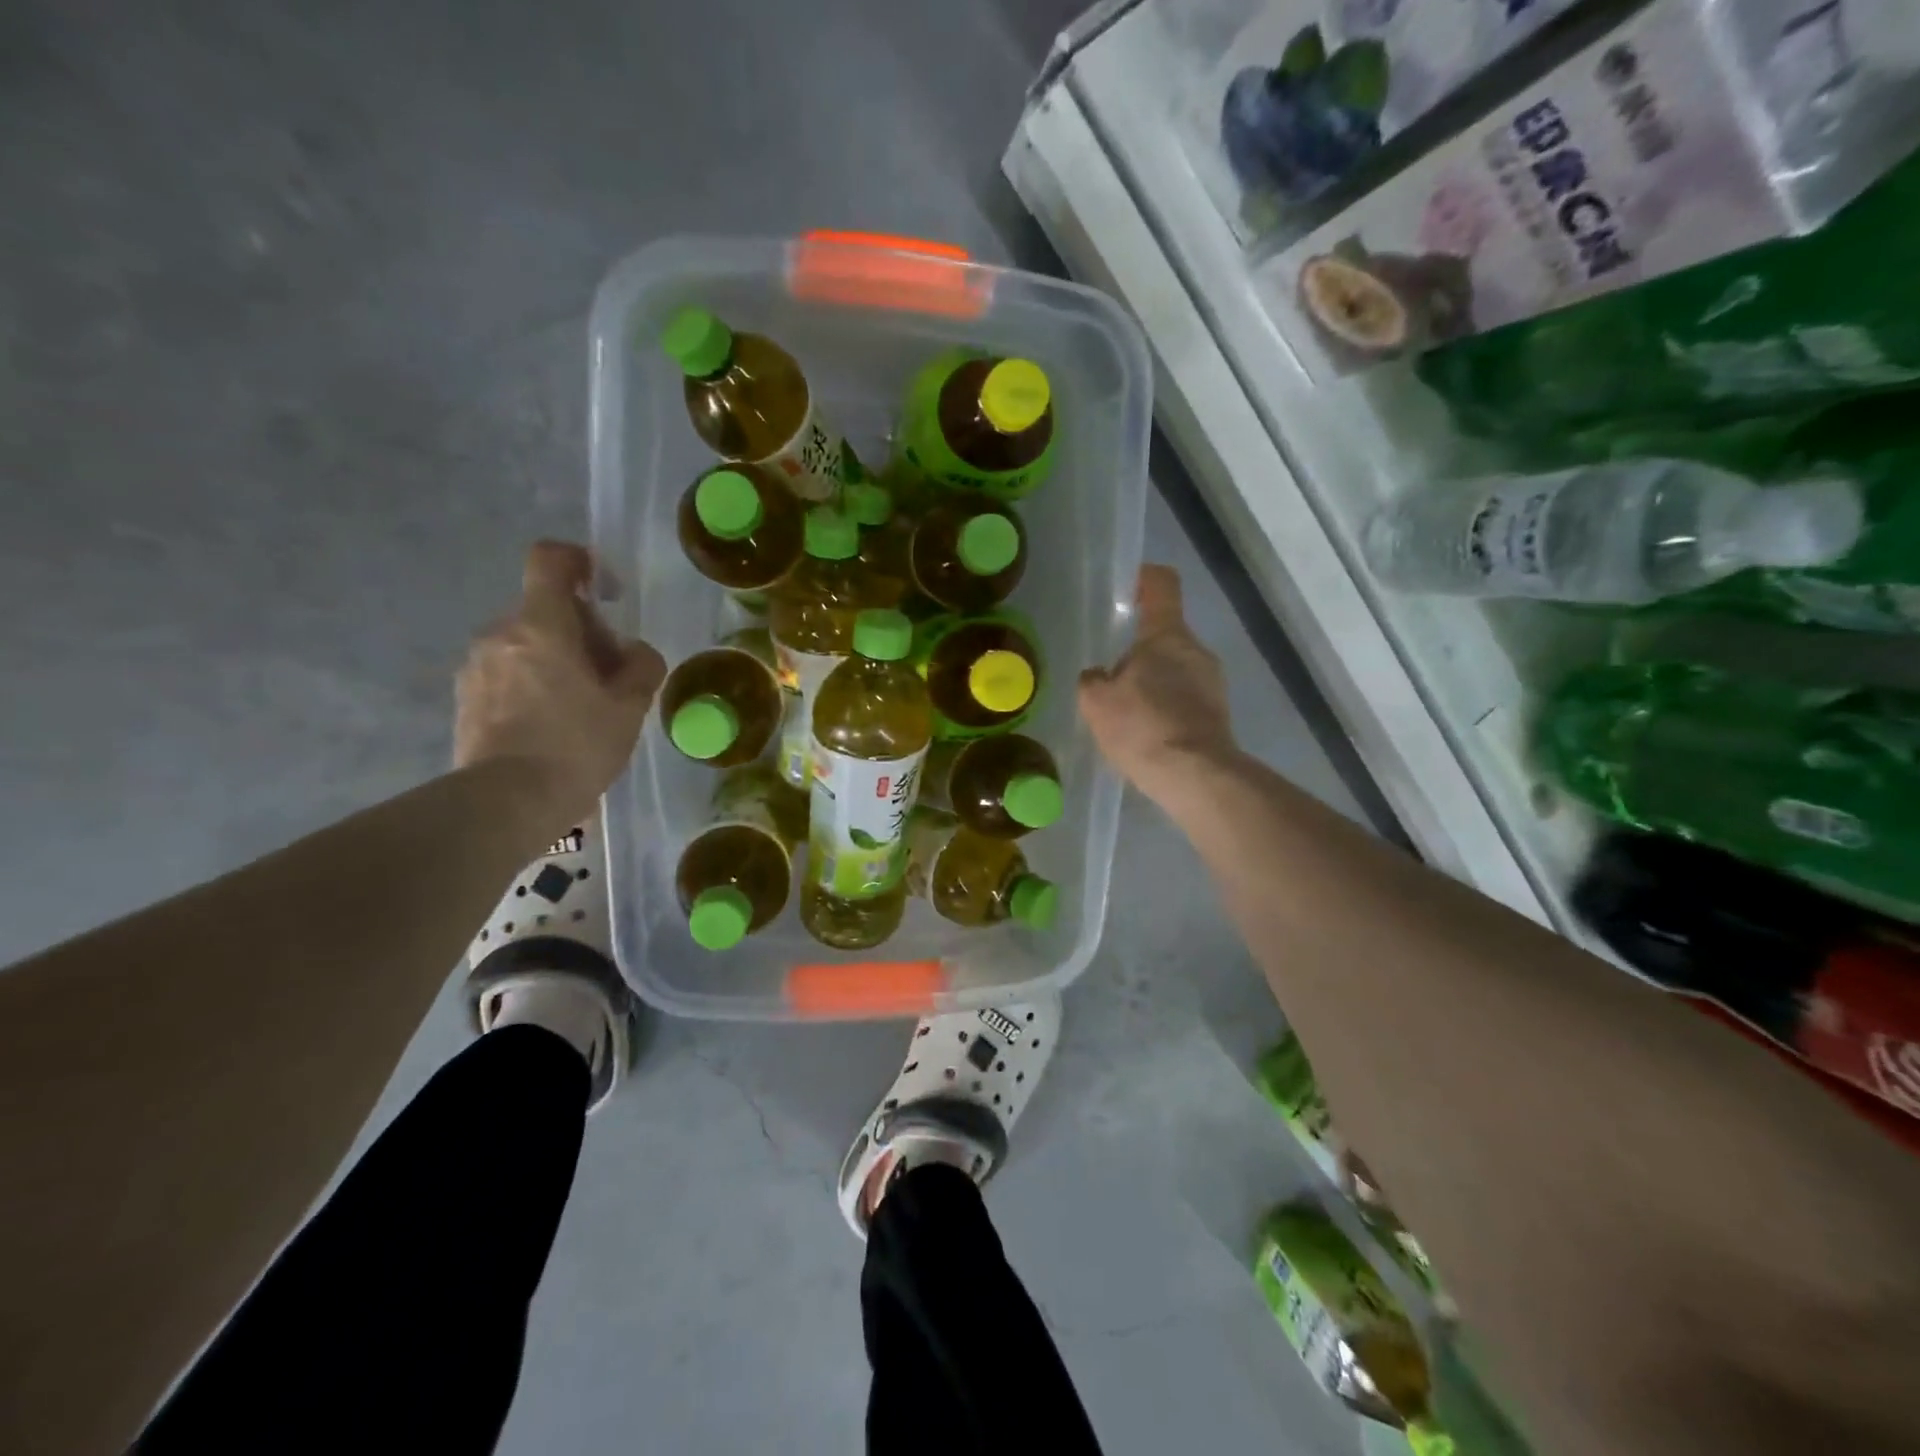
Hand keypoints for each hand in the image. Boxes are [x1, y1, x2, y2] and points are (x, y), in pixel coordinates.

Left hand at [455, 541, 665, 837]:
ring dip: (558, 659)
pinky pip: (508, 671)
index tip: (606, 592)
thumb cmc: (575, 747)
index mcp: (541, 625)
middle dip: (583, 631)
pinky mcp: (465, 697)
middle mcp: (500, 634)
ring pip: (527, 642)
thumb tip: (633, 652)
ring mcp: (476, 666)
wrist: (506, 803)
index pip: (551, 559)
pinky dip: (534, 682)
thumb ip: (641, 666)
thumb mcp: (629, 707)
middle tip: (611, 675)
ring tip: (584, 706)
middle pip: (546, 608)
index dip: (581, 562)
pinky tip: (553, 725)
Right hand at [1079, 565, 1237, 801]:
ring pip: (1175, 669)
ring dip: (1152, 683)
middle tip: (1110, 678)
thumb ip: (1093, 680)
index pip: (1161, 585)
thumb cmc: (1142, 726)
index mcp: (1167, 635)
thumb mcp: (1097, 702)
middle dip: (1138, 651)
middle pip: (1164, 635)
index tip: (1126, 588)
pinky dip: (1165, 709)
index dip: (1143, 578)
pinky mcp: (1219, 714)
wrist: (1194, 775)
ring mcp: (1213, 683)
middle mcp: (1196, 650)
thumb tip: (1099, 675)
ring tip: (1126, 715)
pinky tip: (1146, 735)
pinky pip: (1185, 699)